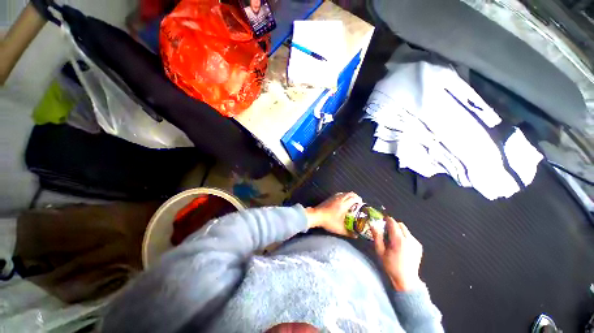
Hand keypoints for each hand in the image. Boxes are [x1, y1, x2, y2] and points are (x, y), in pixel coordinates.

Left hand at [306, 192, 362, 236]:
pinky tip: (343, 202)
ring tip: (352, 202)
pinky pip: (340, 194)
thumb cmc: (329, 222)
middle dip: (356, 197)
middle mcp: (340, 199)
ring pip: (345, 193)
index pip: (354, 198)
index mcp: (343, 205)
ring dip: (350, 196)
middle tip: (358, 203)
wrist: (316, 216)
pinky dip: (344, 196)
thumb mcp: (340, 229)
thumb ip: (349, 233)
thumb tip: (356, 235)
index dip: (359, 200)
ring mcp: (334, 197)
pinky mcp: (330, 197)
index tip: (362, 204)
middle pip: (350, 194)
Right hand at [371, 217, 423, 291]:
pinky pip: (410, 236)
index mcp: (398, 240)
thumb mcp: (380, 251)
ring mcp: (415, 243)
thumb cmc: (391, 266)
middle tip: (387, 233)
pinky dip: (405, 237)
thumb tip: (373, 224)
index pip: (393, 222)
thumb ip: (377, 236)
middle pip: (400, 224)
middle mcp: (409, 239)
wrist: (406, 280)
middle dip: (393, 226)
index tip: (382, 222)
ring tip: (394, 241)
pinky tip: (401, 246)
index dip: (386, 220)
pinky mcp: (419, 247)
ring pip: (406, 230)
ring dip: (399, 231)